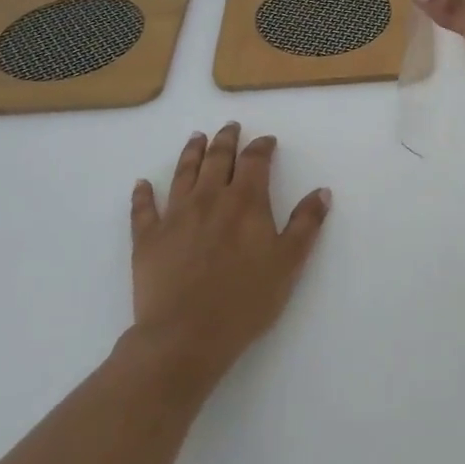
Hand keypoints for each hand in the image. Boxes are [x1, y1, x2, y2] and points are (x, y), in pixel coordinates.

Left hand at [130, 124, 329, 389]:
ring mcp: (174, 216)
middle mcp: (209, 198)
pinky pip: (143, 209)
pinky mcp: (147, 239)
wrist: (185, 336)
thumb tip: (322, 191)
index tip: (267, 141)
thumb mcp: (289, 263)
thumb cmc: (245, 300)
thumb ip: (306, 224)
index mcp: (245, 201)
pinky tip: (142, 184)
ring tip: (196, 138)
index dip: (262, 147)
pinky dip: (143, 194)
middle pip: (217, 158)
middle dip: (226, 140)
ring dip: (191, 153)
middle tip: (230, 127)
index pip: (254, 161)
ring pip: (183, 174)